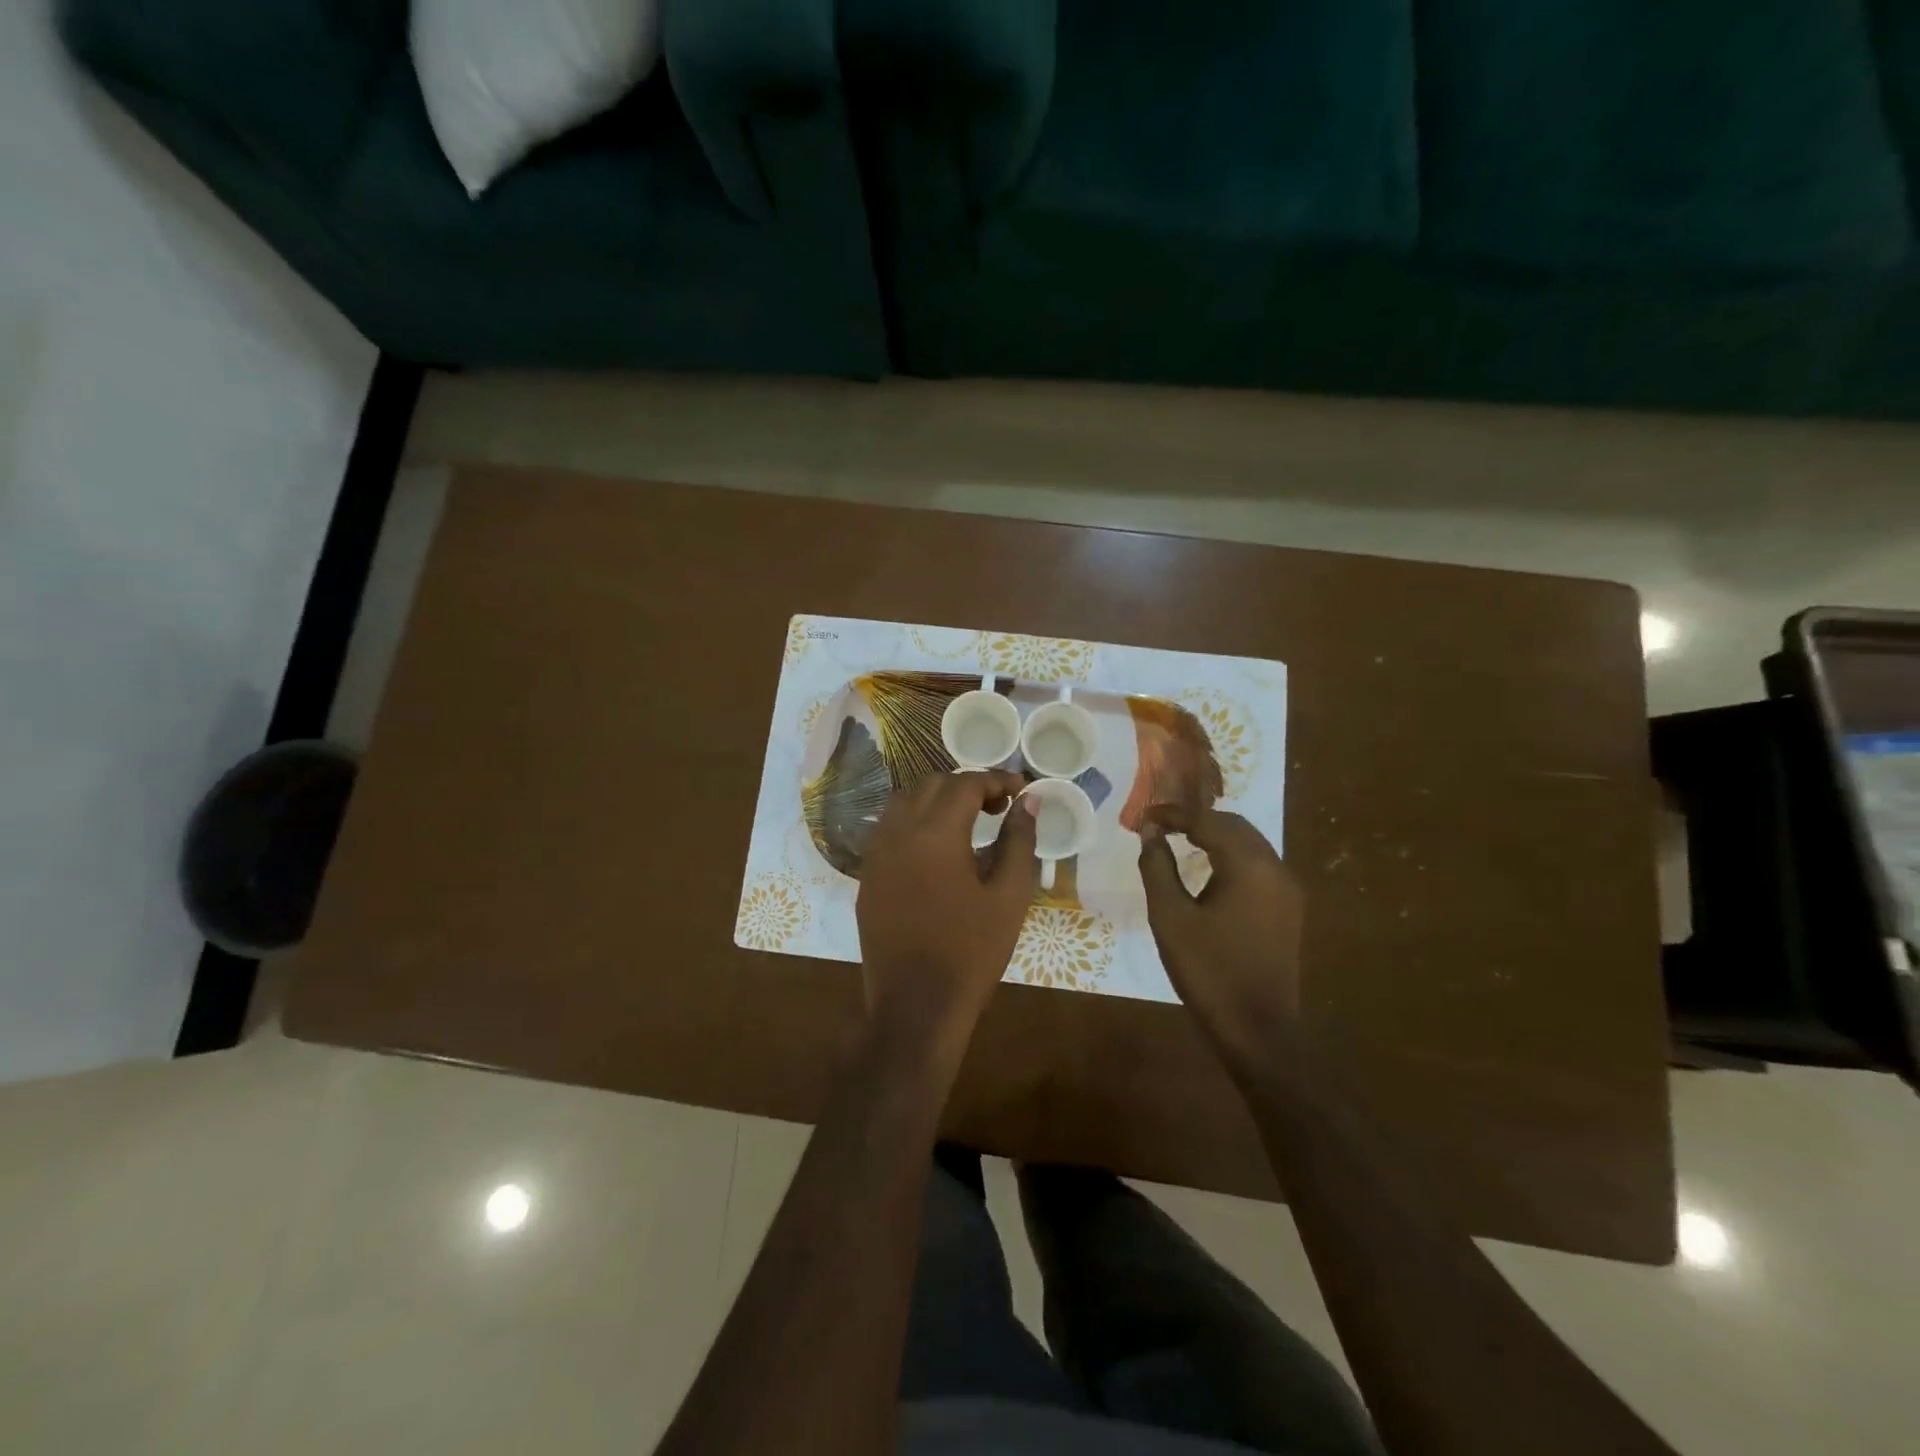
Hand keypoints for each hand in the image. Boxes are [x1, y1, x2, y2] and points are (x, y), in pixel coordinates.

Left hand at [856, 769, 1036, 1043]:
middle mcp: (898, 833)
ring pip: (904, 802)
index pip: (966, 784)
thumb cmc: (971, 952)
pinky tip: (936, 847)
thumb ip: (1019, 841)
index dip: (997, 780)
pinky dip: (914, 820)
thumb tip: (1028, 802)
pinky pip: (889, 829)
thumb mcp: (1009, 897)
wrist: (916, 1007)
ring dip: (937, 799)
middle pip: (931, 785)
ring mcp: (876, 854)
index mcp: (934, 834)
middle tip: (998, 807)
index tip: (1021, 791)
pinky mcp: (867, 876)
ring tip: (967, 821)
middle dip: (967, 786)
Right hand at [1138, 806, 1304, 1068]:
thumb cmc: (1208, 971)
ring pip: (1249, 844)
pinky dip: (1231, 857)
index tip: (1145, 817)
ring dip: (1215, 837)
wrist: (1258, 1030)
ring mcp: (1287, 890)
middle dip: (1197, 820)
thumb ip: (1157, 867)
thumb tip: (1150, 833)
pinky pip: (1258, 866)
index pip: (1208, 821)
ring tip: (1180, 841)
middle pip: (1234, 826)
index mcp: (1249, 866)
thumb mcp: (1170, 917)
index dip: (1174, 814)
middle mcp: (1276, 869)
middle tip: (1160, 826)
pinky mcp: (1289, 909)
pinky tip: (1208, 870)